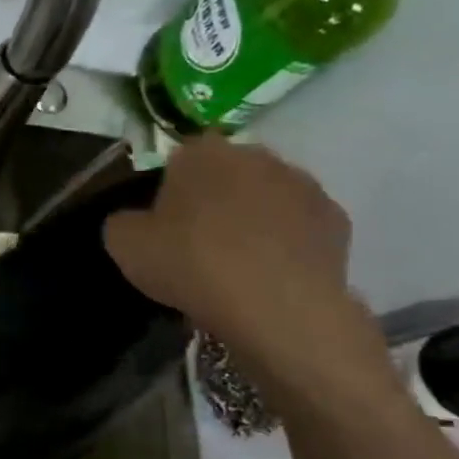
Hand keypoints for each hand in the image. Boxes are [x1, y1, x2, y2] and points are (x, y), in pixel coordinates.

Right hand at [103, 135, 395, 405]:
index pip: (178, 158)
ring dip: (251, 219)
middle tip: (195, 242)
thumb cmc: (190, 263)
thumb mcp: (123, 244)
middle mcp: (256, 156)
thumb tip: (134, 220)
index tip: (161, 224)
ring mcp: (303, 185)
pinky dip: (284, 243)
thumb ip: (122, 221)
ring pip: (265, 197)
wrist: (276, 306)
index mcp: (202, 152)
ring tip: (235, 263)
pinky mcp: (336, 220)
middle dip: (213, 198)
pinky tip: (269, 275)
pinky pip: (298, 226)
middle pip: (226, 173)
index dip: (167, 190)